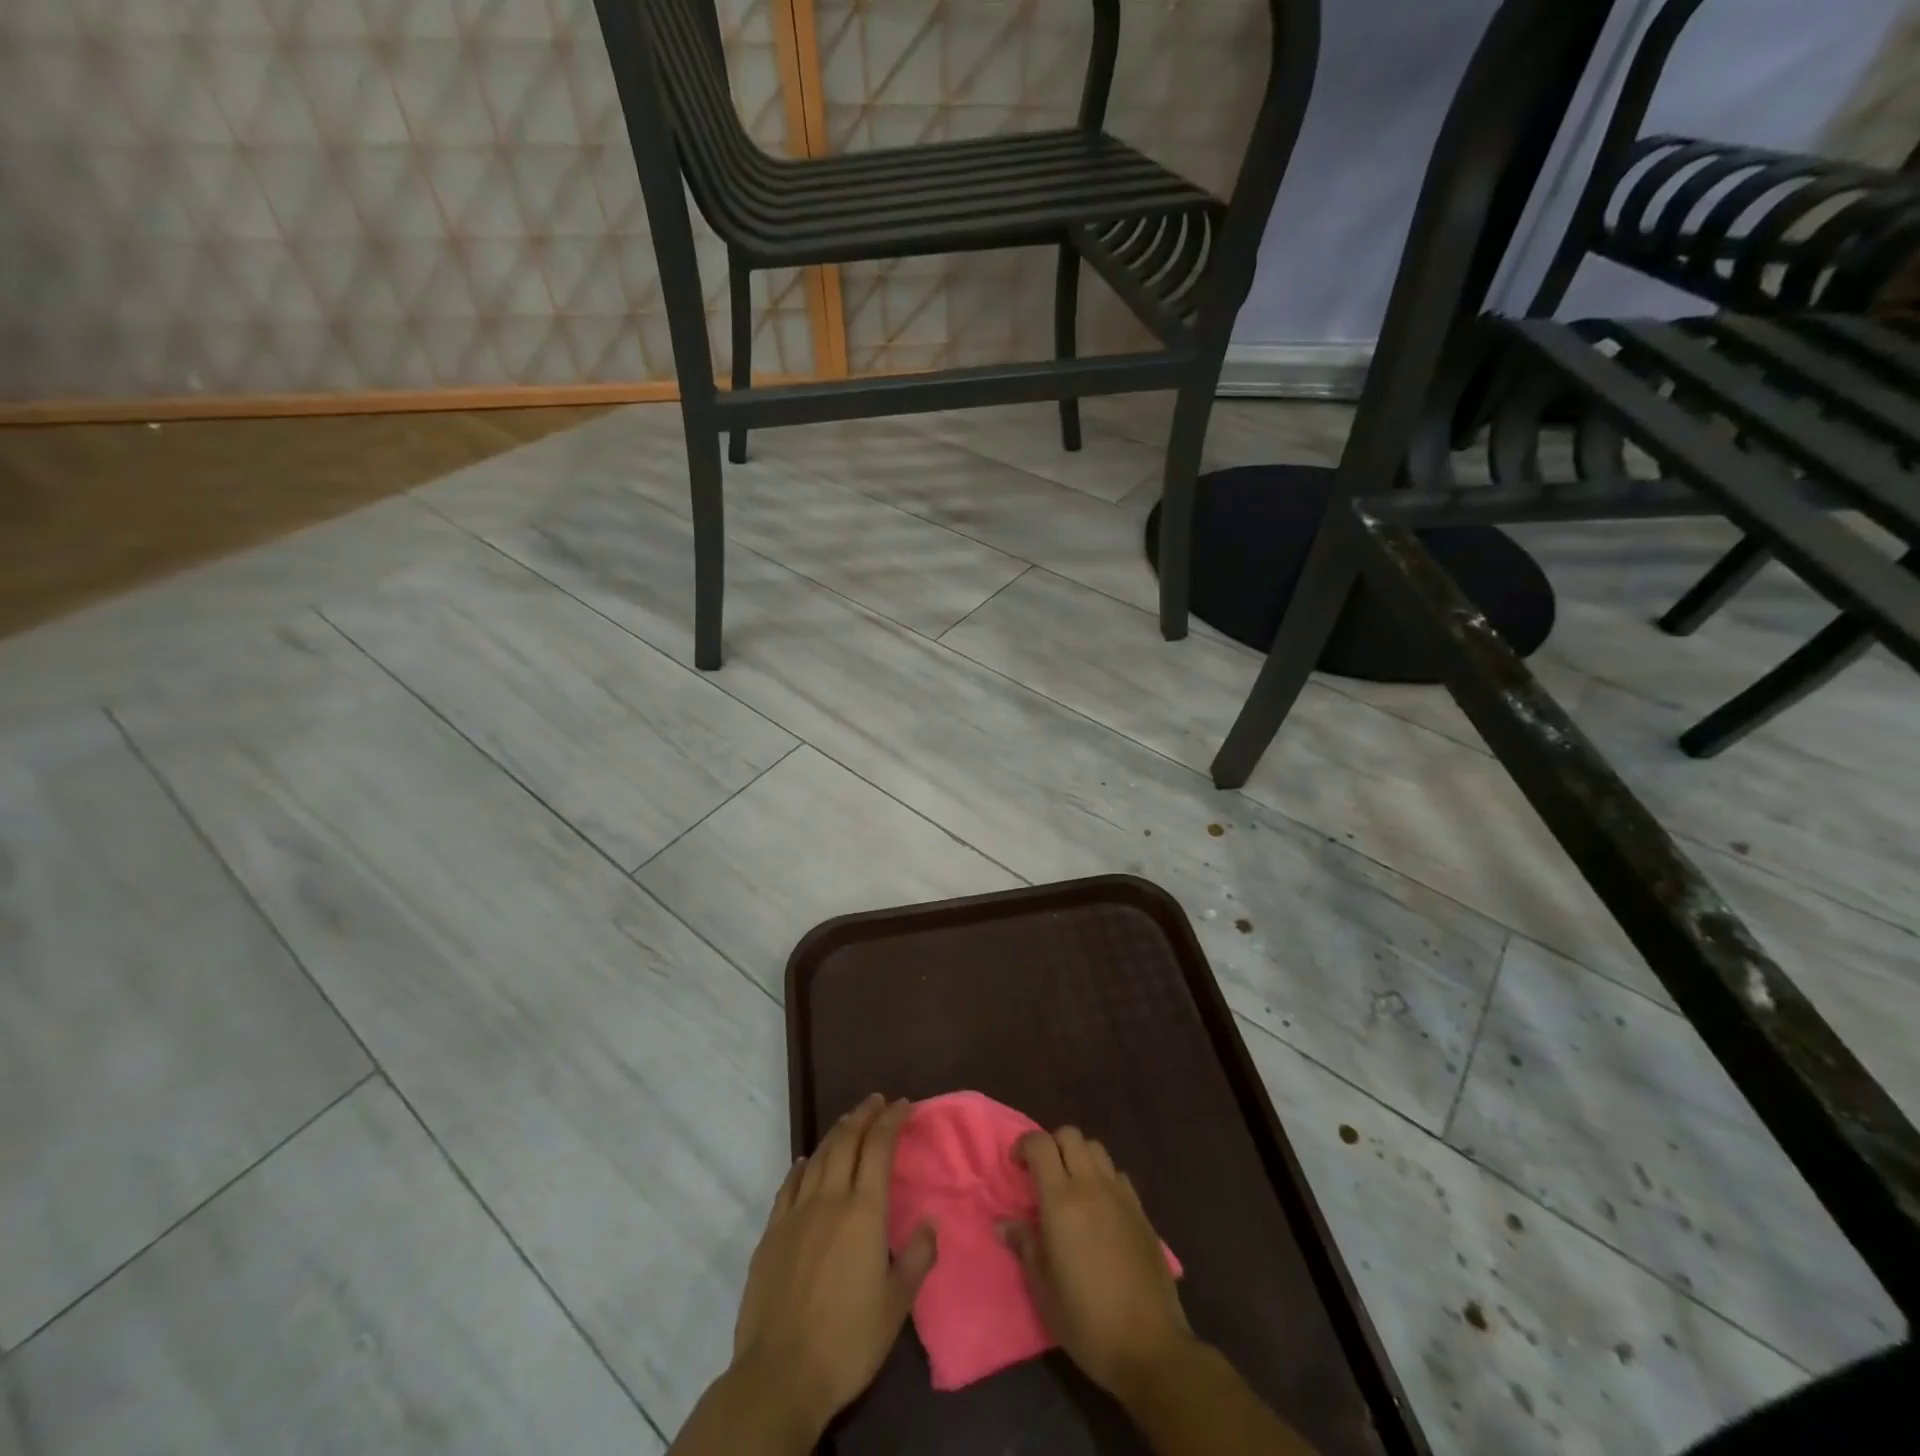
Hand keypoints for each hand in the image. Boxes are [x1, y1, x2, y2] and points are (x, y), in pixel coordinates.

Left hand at [728, 1094, 936, 1441]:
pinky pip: (789, 1185)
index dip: (892, 1120)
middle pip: (847, 1140)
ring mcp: (796, 1213)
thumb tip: (930, 1223)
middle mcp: (830, 1199)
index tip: (904, 1105)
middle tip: (878, 1100)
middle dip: (865, 1114)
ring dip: (837, 1132)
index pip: (880, 1147)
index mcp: (864, 1212)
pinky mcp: (771, 1233)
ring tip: (849, 1121)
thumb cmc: (847, 1342)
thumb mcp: (896, 1306)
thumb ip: (918, 1259)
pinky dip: (802, 1166)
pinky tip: (806, 1162)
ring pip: (818, 1156)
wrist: (779, 1374)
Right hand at [1002, 1127, 1193, 1401]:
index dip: (1024, 1145)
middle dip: (1052, 1144)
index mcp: (1062, 1200)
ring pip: (1097, 1149)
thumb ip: (1024, 1245)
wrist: (1149, 1346)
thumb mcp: (1043, 1289)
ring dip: (1079, 1157)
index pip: (1040, 1144)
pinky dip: (1103, 1178)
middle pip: (1070, 1135)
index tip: (1016, 1166)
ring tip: (1071, 1188)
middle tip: (1042, 1174)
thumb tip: (1003, 1223)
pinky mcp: (1142, 1212)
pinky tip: (1100, 1209)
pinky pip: (1118, 1175)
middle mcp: (1091, 1186)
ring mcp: (1121, 1196)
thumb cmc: (1086, 1320)